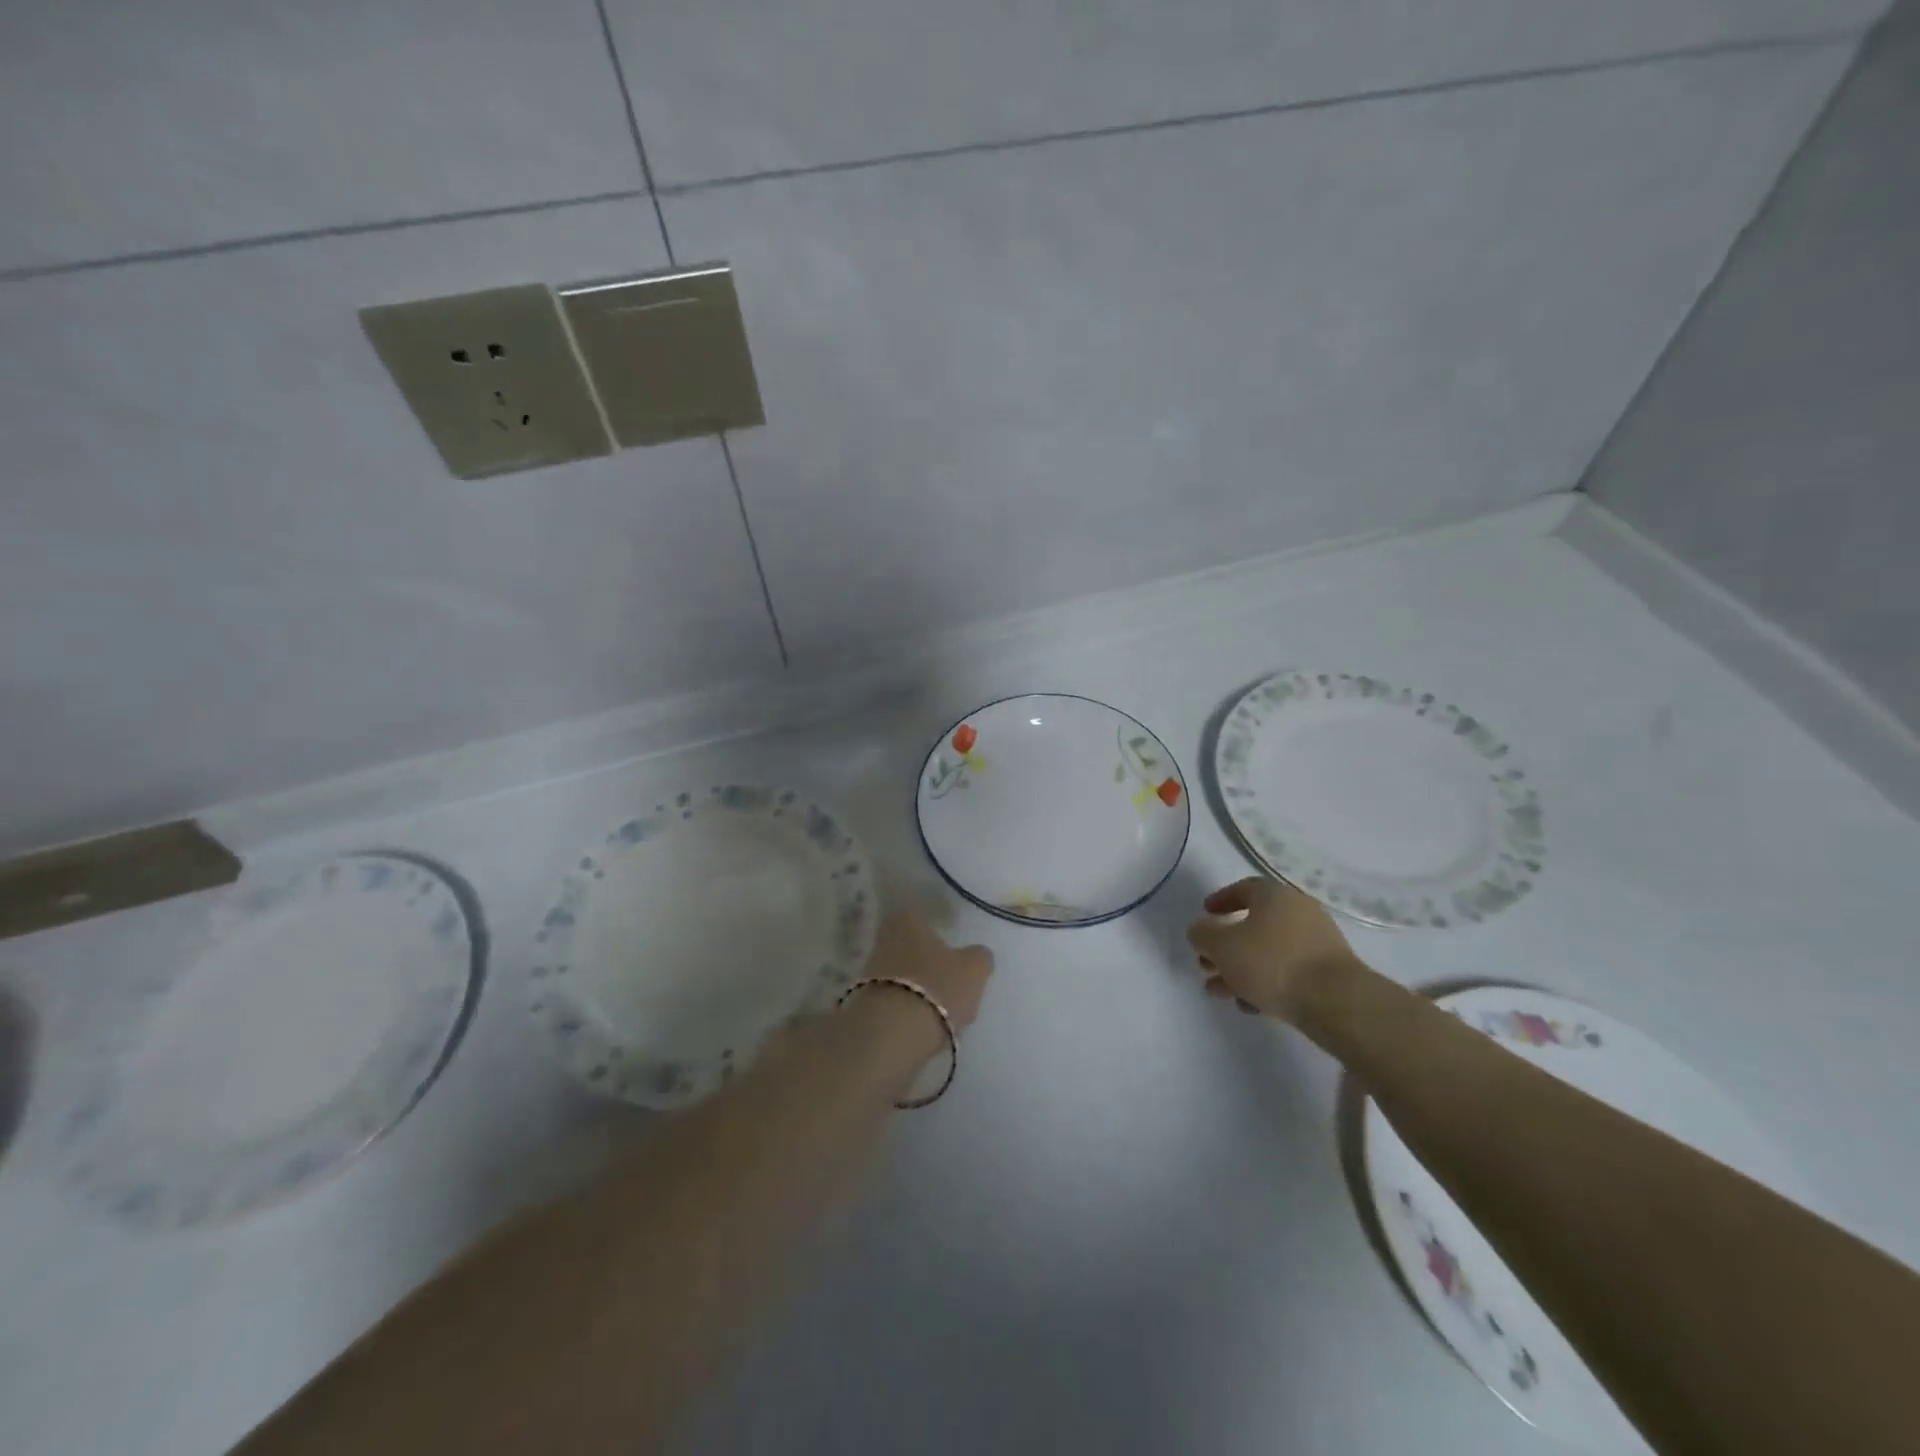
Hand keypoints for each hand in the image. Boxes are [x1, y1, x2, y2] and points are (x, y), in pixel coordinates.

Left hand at [861, 909, 993, 1033]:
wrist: (892, 1033)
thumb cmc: (937, 986)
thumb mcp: (973, 969)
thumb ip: (979, 957)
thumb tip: (977, 955)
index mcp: (906, 920)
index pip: (920, 915)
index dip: (937, 928)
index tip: (952, 945)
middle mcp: (883, 940)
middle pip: (910, 946)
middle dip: (928, 960)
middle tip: (951, 978)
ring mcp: (870, 972)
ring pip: (902, 973)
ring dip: (919, 986)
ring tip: (942, 1006)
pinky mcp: (865, 1003)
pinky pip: (894, 999)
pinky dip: (908, 1008)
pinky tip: (925, 1023)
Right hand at [1185, 877, 1357, 1019]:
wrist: (1336, 1002)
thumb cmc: (1272, 963)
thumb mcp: (1222, 946)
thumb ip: (1202, 935)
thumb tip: (1200, 931)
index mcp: (1274, 895)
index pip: (1243, 888)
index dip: (1220, 901)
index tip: (1205, 916)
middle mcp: (1299, 911)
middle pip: (1253, 925)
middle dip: (1225, 947)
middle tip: (1206, 965)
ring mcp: (1317, 942)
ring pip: (1268, 951)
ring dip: (1241, 969)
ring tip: (1221, 993)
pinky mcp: (1328, 972)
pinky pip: (1288, 971)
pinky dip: (1266, 982)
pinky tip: (1252, 1006)